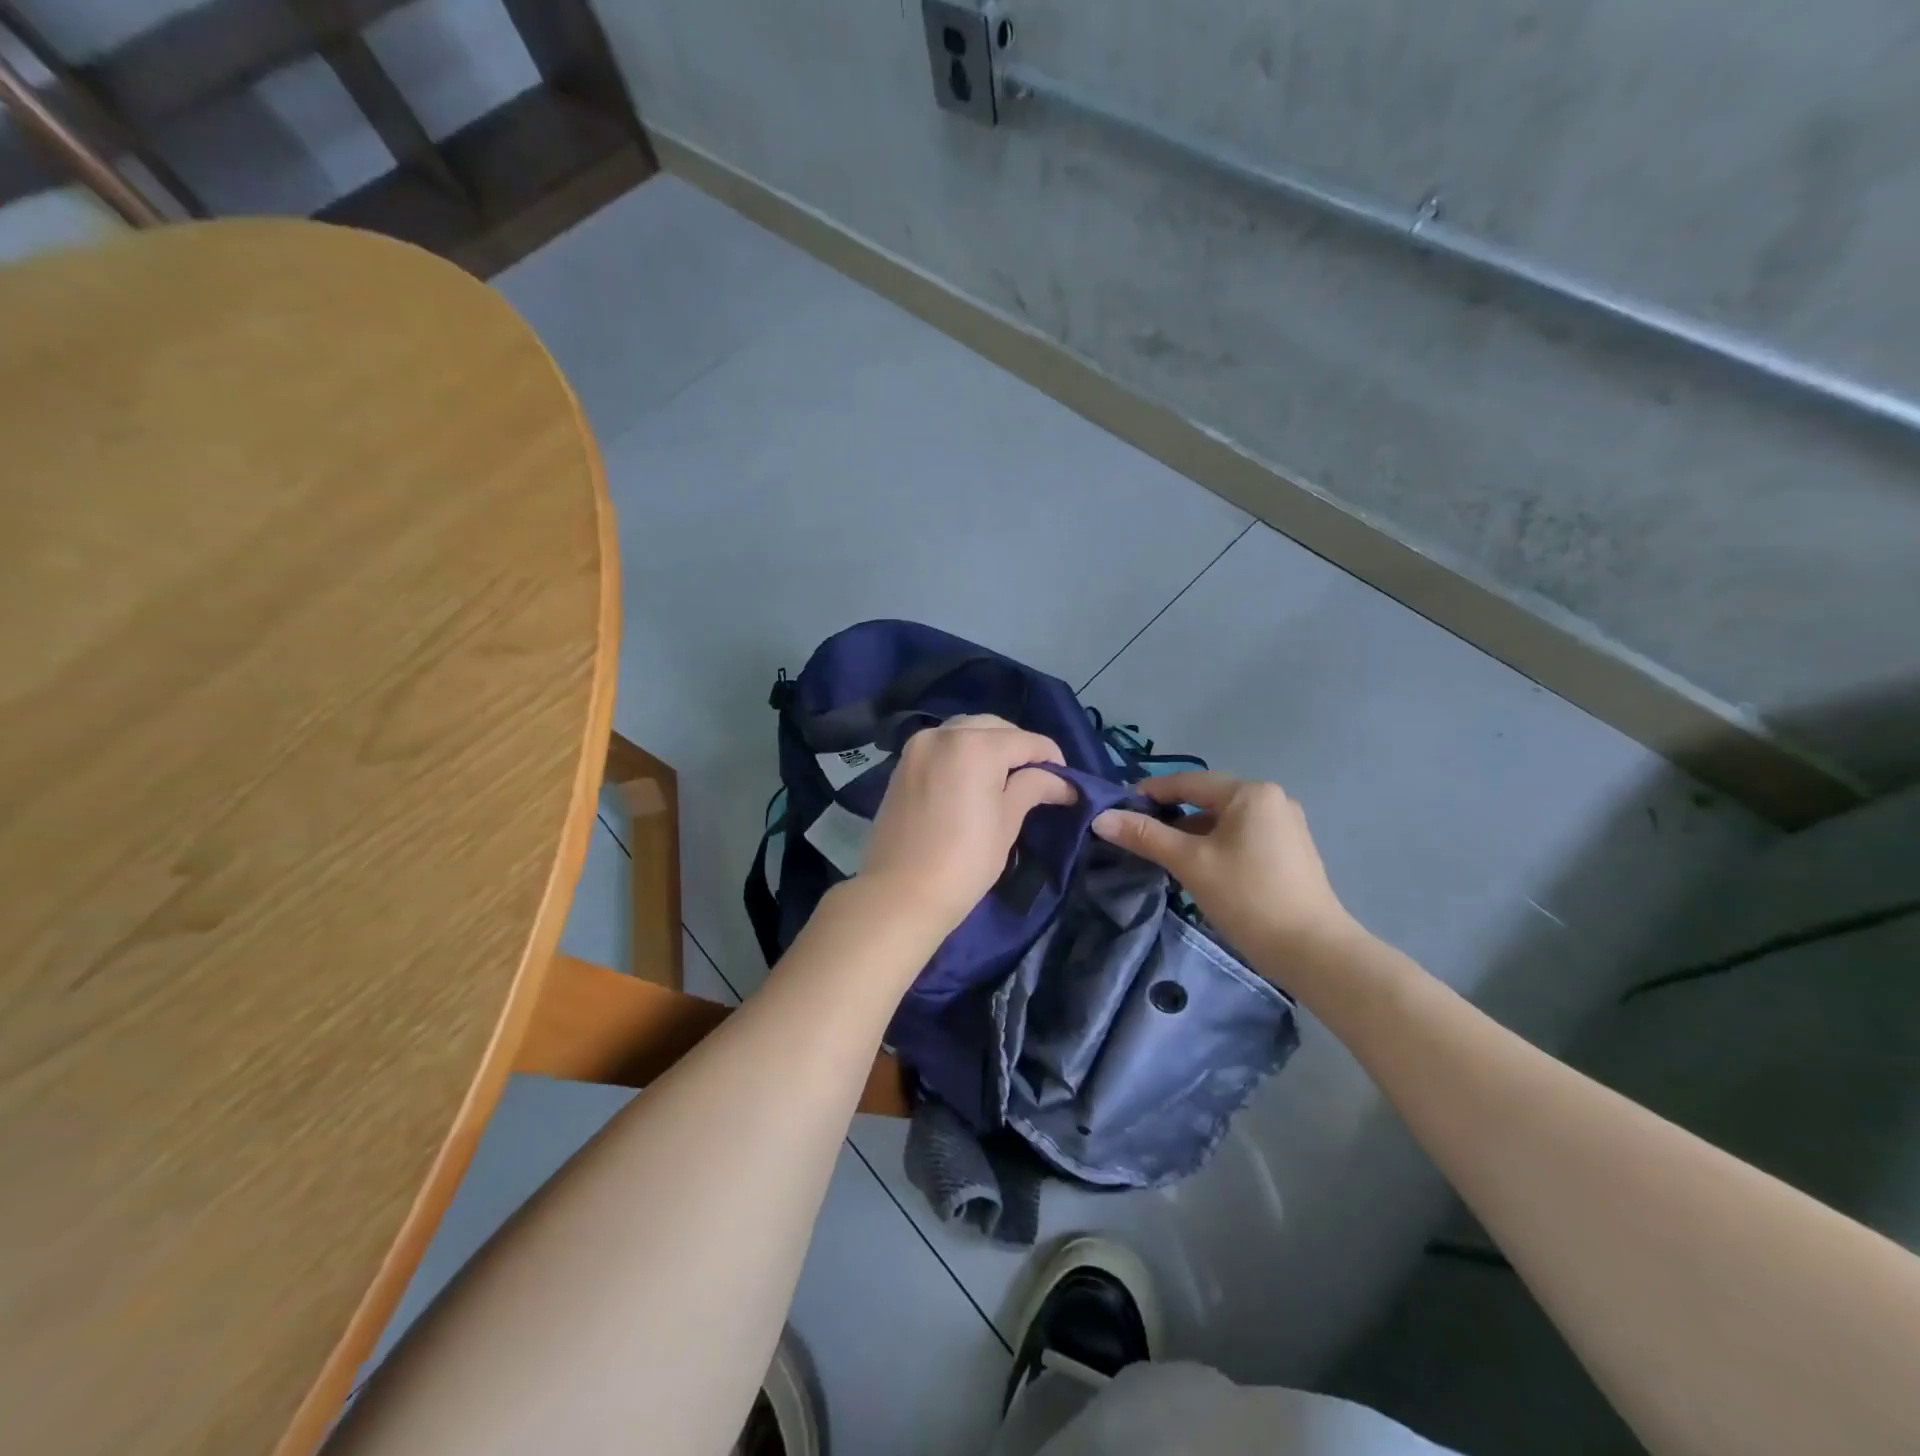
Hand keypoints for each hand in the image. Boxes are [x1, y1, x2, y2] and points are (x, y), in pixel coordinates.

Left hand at [861, 715, 1076, 934]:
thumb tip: (1063, 782)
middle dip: (1019, 747)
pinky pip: (942, 745)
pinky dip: (963, 752)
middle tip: (1037, 778)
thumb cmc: (964, 862)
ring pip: (965, 730)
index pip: (1026, 741)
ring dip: (990, 744)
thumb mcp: (1007, 823)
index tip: (1066, 782)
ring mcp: (918, 746)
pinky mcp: (903, 764)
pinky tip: (974, 778)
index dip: (1051, 758)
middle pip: (994, 727)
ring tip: (1005, 777)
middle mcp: (943, 734)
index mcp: (975, 745)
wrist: (899, 894)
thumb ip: (1033, 788)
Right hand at [1091, 771, 1356, 966]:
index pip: (1188, 781)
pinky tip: (1196, 868)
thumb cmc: (1247, 896)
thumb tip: (1100, 818)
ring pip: (1222, 821)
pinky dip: (1213, 846)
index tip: (1117, 808)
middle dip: (1169, 816)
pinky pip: (1240, 838)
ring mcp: (1285, 827)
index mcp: (1250, 793)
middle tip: (1135, 835)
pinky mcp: (1289, 853)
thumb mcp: (1189, 863)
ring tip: (1160, 855)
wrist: (1311, 951)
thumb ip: (1144, 836)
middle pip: (1206, 800)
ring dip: (1190, 834)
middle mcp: (1271, 800)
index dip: (1150, 792)